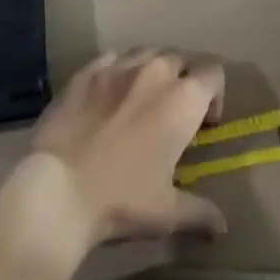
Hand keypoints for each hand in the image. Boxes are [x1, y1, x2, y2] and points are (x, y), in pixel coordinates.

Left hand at [7, 50, 227, 261]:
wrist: (57, 191)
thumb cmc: (121, 199)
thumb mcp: (166, 214)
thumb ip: (200, 213)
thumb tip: (223, 226)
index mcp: (183, 99)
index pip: (214, 73)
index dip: (215, 95)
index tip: (205, 124)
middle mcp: (155, 70)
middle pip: (181, 59)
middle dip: (183, 81)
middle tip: (173, 115)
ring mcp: (119, 66)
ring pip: (147, 53)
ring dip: (152, 71)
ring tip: (142, 101)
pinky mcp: (87, 71)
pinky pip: (112, 58)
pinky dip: (118, 71)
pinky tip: (109, 96)